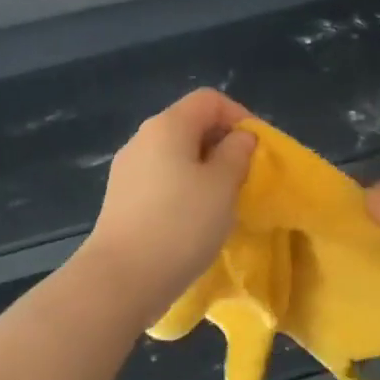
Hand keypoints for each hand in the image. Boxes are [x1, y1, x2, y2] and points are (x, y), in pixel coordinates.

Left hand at [81, 89, 256, 313]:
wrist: (121, 279)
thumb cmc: (180, 224)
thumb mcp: (222, 186)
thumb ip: (236, 154)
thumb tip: (239, 138)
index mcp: (167, 125)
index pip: (209, 100)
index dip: (239, 116)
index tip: (259, 149)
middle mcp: (143, 138)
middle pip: (190, 124)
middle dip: (222, 144)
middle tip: (245, 176)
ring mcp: (128, 169)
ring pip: (175, 154)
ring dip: (204, 169)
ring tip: (223, 201)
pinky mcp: (121, 198)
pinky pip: (161, 179)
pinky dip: (183, 188)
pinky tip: (194, 219)